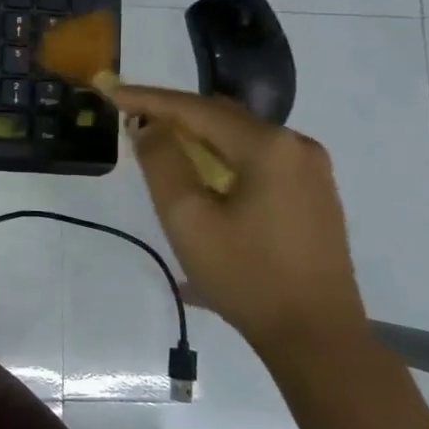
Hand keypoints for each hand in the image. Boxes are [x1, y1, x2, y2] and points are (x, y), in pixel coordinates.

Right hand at [110, 83, 365, 354]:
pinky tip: (201, 172)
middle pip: (222, 116)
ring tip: (158, 142)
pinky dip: (223, 155)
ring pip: (241, 136)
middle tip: (130, 116)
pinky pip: (259, 157)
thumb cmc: (246, 276)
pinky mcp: (314, 193)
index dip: (150, 99)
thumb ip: (162, 163)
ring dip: (198, 135)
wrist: (316, 336)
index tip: (112, 92)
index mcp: (268, 146)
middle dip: (174, 114)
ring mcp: (311, 170)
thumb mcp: (188, 219)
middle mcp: (296, 145)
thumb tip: (148, 126)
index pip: (196, 109)